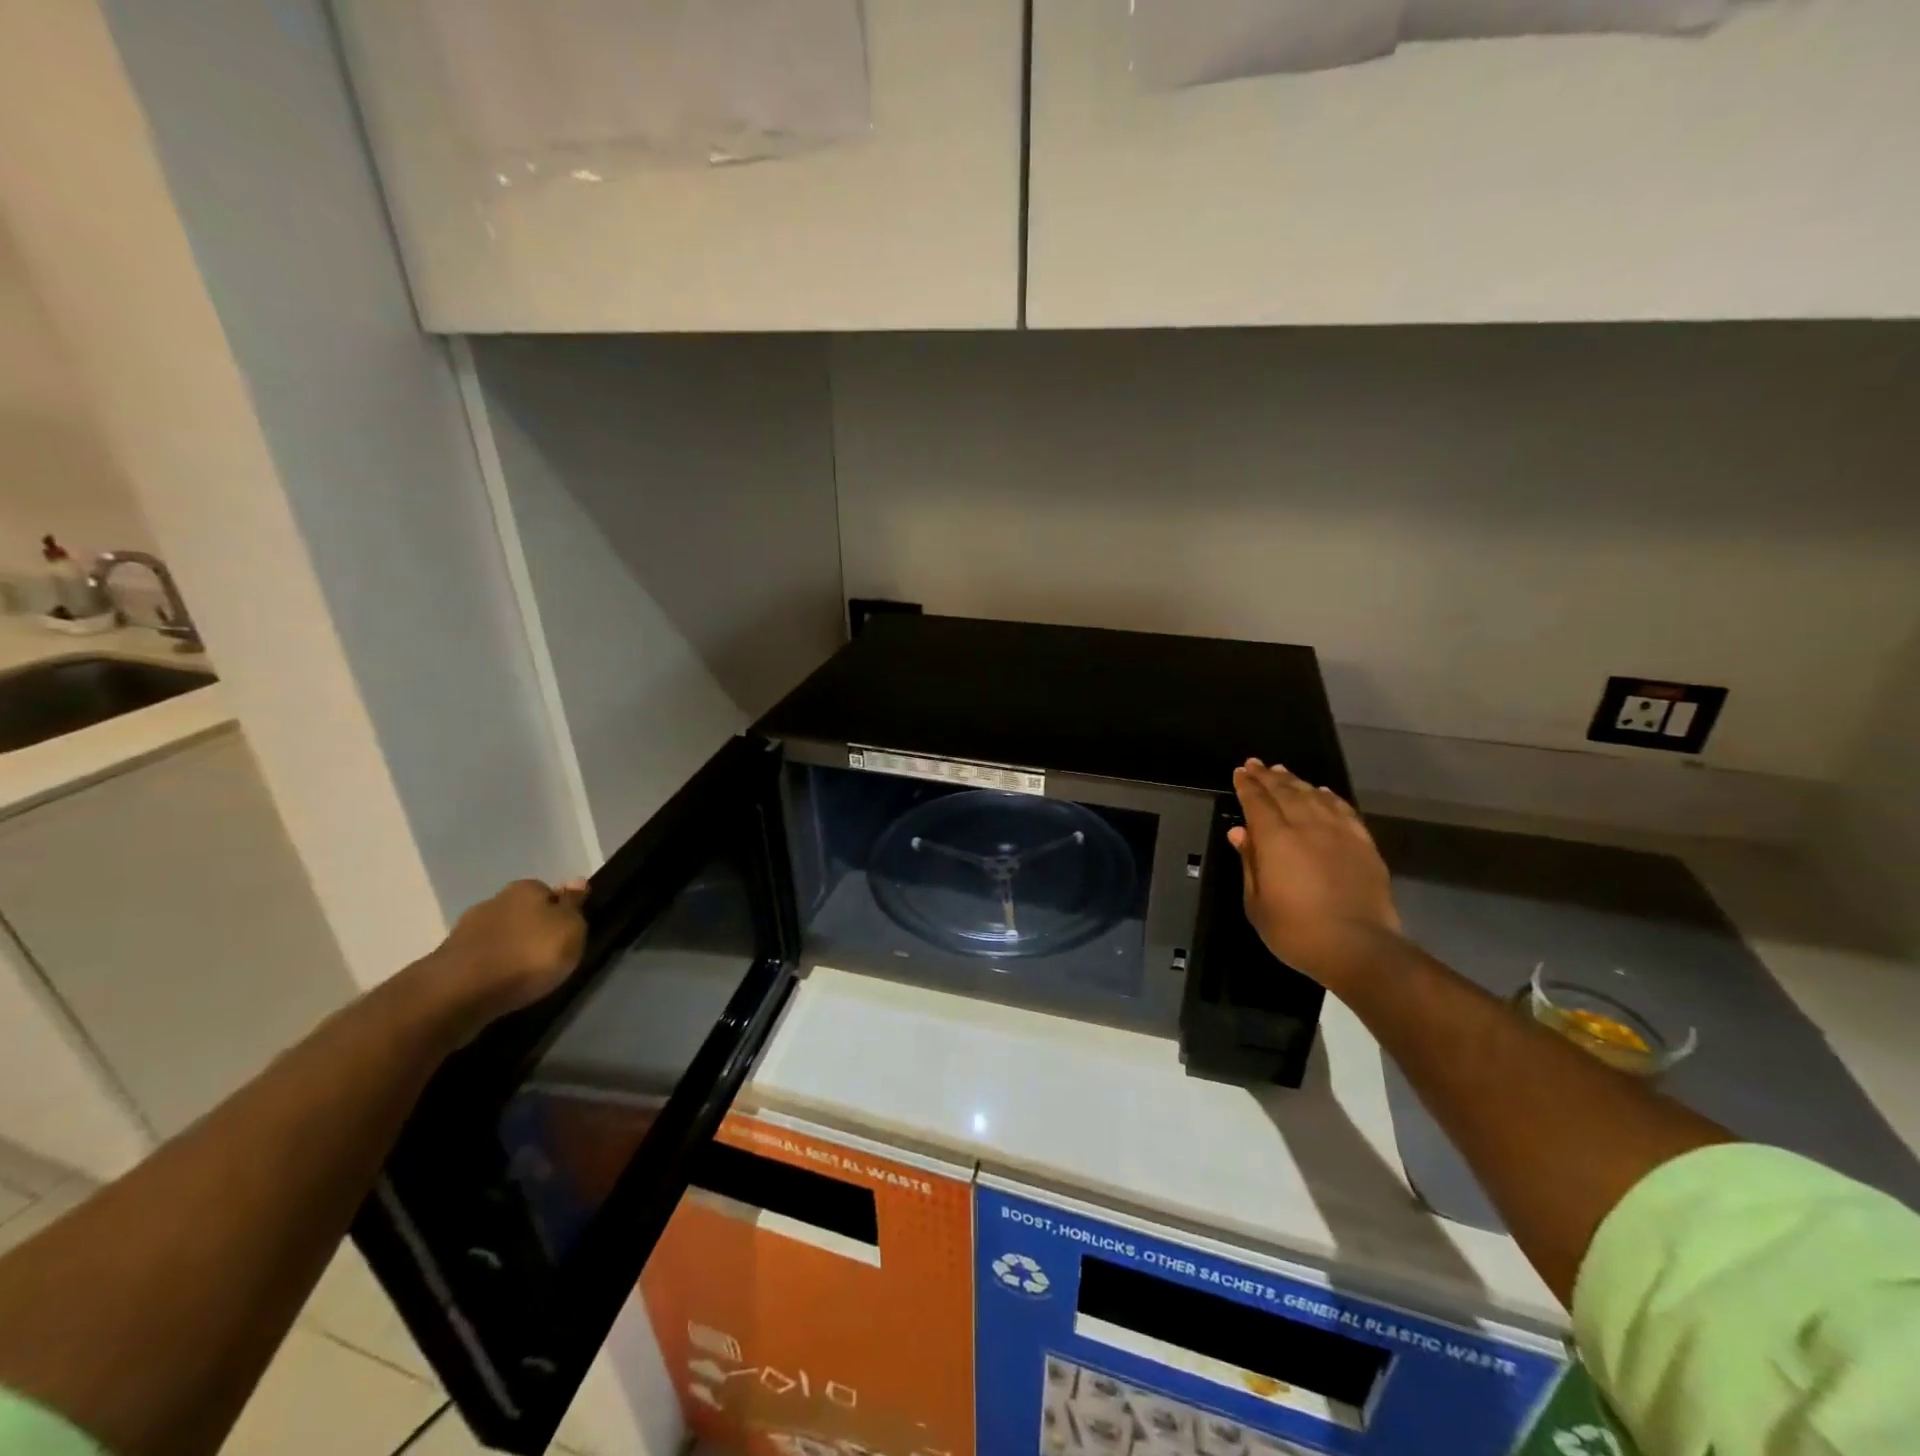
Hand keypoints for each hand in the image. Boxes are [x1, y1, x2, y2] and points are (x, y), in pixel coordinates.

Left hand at [430, 878, 589, 1020]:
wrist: (461, 992)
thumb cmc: (528, 954)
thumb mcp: (569, 929)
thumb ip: (573, 905)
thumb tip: (576, 880)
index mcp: (525, 889)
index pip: (548, 891)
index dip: (559, 910)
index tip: (566, 932)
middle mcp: (494, 901)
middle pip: (521, 912)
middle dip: (531, 929)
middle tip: (546, 954)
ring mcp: (466, 931)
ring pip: (498, 935)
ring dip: (509, 949)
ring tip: (523, 973)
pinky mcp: (447, 961)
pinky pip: (480, 959)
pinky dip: (490, 968)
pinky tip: (500, 983)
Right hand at [1228, 760, 1403, 987]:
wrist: (1358, 947)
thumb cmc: (1296, 931)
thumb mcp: (1256, 903)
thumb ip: (1249, 863)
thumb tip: (1240, 832)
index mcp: (1275, 839)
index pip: (1256, 802)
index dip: (1246, 785)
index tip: (1240, 772)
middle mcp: (1306, 826)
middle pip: (1284, 792)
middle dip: (1267, 777)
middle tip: (1256, 764)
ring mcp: (1338, 832)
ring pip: (1313, 796)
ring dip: (1295, 782)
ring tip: (1283, 772)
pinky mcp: (1363, 843)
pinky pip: (1343, 810)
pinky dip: (1329, 797)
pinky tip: (1321, 792)